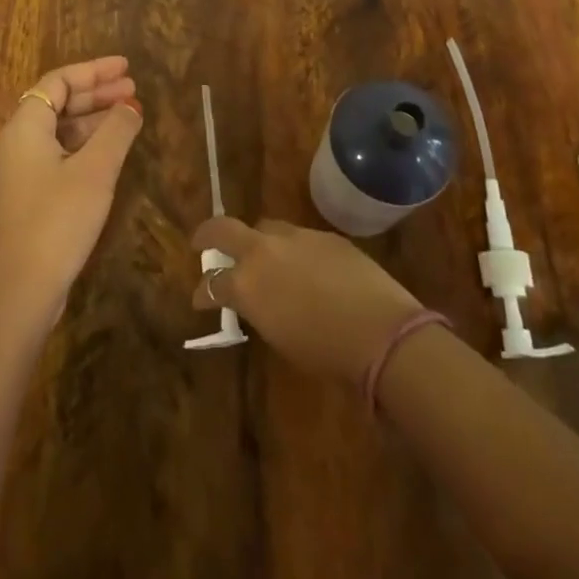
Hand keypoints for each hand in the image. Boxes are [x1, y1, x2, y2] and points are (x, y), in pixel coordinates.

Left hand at [0, 57, 142, 326]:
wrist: (21, 290)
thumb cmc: (58, 220)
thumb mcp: (95, 170)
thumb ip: (116, 131)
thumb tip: (131, 106)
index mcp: (25, 127)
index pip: (58, 82)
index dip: (94, 71)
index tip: (126, 68)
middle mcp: (16, 143)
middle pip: (57, 103)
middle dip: (96, 94)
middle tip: (133, 89)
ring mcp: (19, 171)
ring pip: (58, 130)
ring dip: (92, 119)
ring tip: (129, 116)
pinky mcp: (27, 196)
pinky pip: (57, 154)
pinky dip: (84, 144)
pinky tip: (110, 151)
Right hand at [191, 218, 422, 382]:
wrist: (378, 329)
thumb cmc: (324, 351)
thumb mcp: (279, 336)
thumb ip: (259, 310)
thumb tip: (256, 301)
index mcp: (247, 283)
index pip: (212, 283)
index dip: (203, 292)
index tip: (199, 299)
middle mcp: (265, 250)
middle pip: (225, 229)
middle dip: (209, 234)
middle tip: (201, 243)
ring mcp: (296, 236)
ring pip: (266, 227)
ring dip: (258, 241)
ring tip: (263, 257)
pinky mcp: (325, 235)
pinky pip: (299, 238)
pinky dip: (293, 250)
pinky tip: (306, 268)